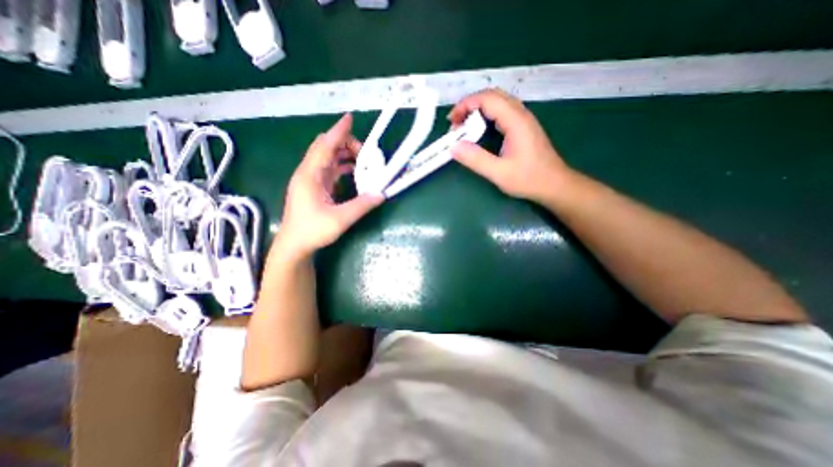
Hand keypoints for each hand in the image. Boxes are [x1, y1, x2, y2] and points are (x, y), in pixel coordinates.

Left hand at [277, 113, 384, 257]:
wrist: (294, 245)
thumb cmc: (312, 231)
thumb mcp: (340, 219)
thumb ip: (361, 205)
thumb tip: (381, 194)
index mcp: (310, 175)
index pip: (325, 146)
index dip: (338, 131)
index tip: (350, 118)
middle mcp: (308, 173)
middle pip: (326, 148)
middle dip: (346, 144)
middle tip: (367, 154)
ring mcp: (311, 180)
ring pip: (328, 158)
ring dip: (345, 156)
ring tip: (364, 161)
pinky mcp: (315, 187)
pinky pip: (330, 169)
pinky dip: (343, 167)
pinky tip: (354, 172)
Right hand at [450, 90, 572, 201]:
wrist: (554, 185)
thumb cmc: (529, 179)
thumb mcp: (499, 173)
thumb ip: (476, 159)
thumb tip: (454, 146)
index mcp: (516, 121)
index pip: (488, 99)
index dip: (466, 105)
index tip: (451, 121)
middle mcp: (521, 114)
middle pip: (492, 96)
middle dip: (470, 105)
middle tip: (455, 123)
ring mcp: (523, 120)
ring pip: (498, 103)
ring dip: (478, 110)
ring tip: (464, 126)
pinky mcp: (523, 127)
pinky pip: (502, 112)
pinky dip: (486, 116)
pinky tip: (479, 130)